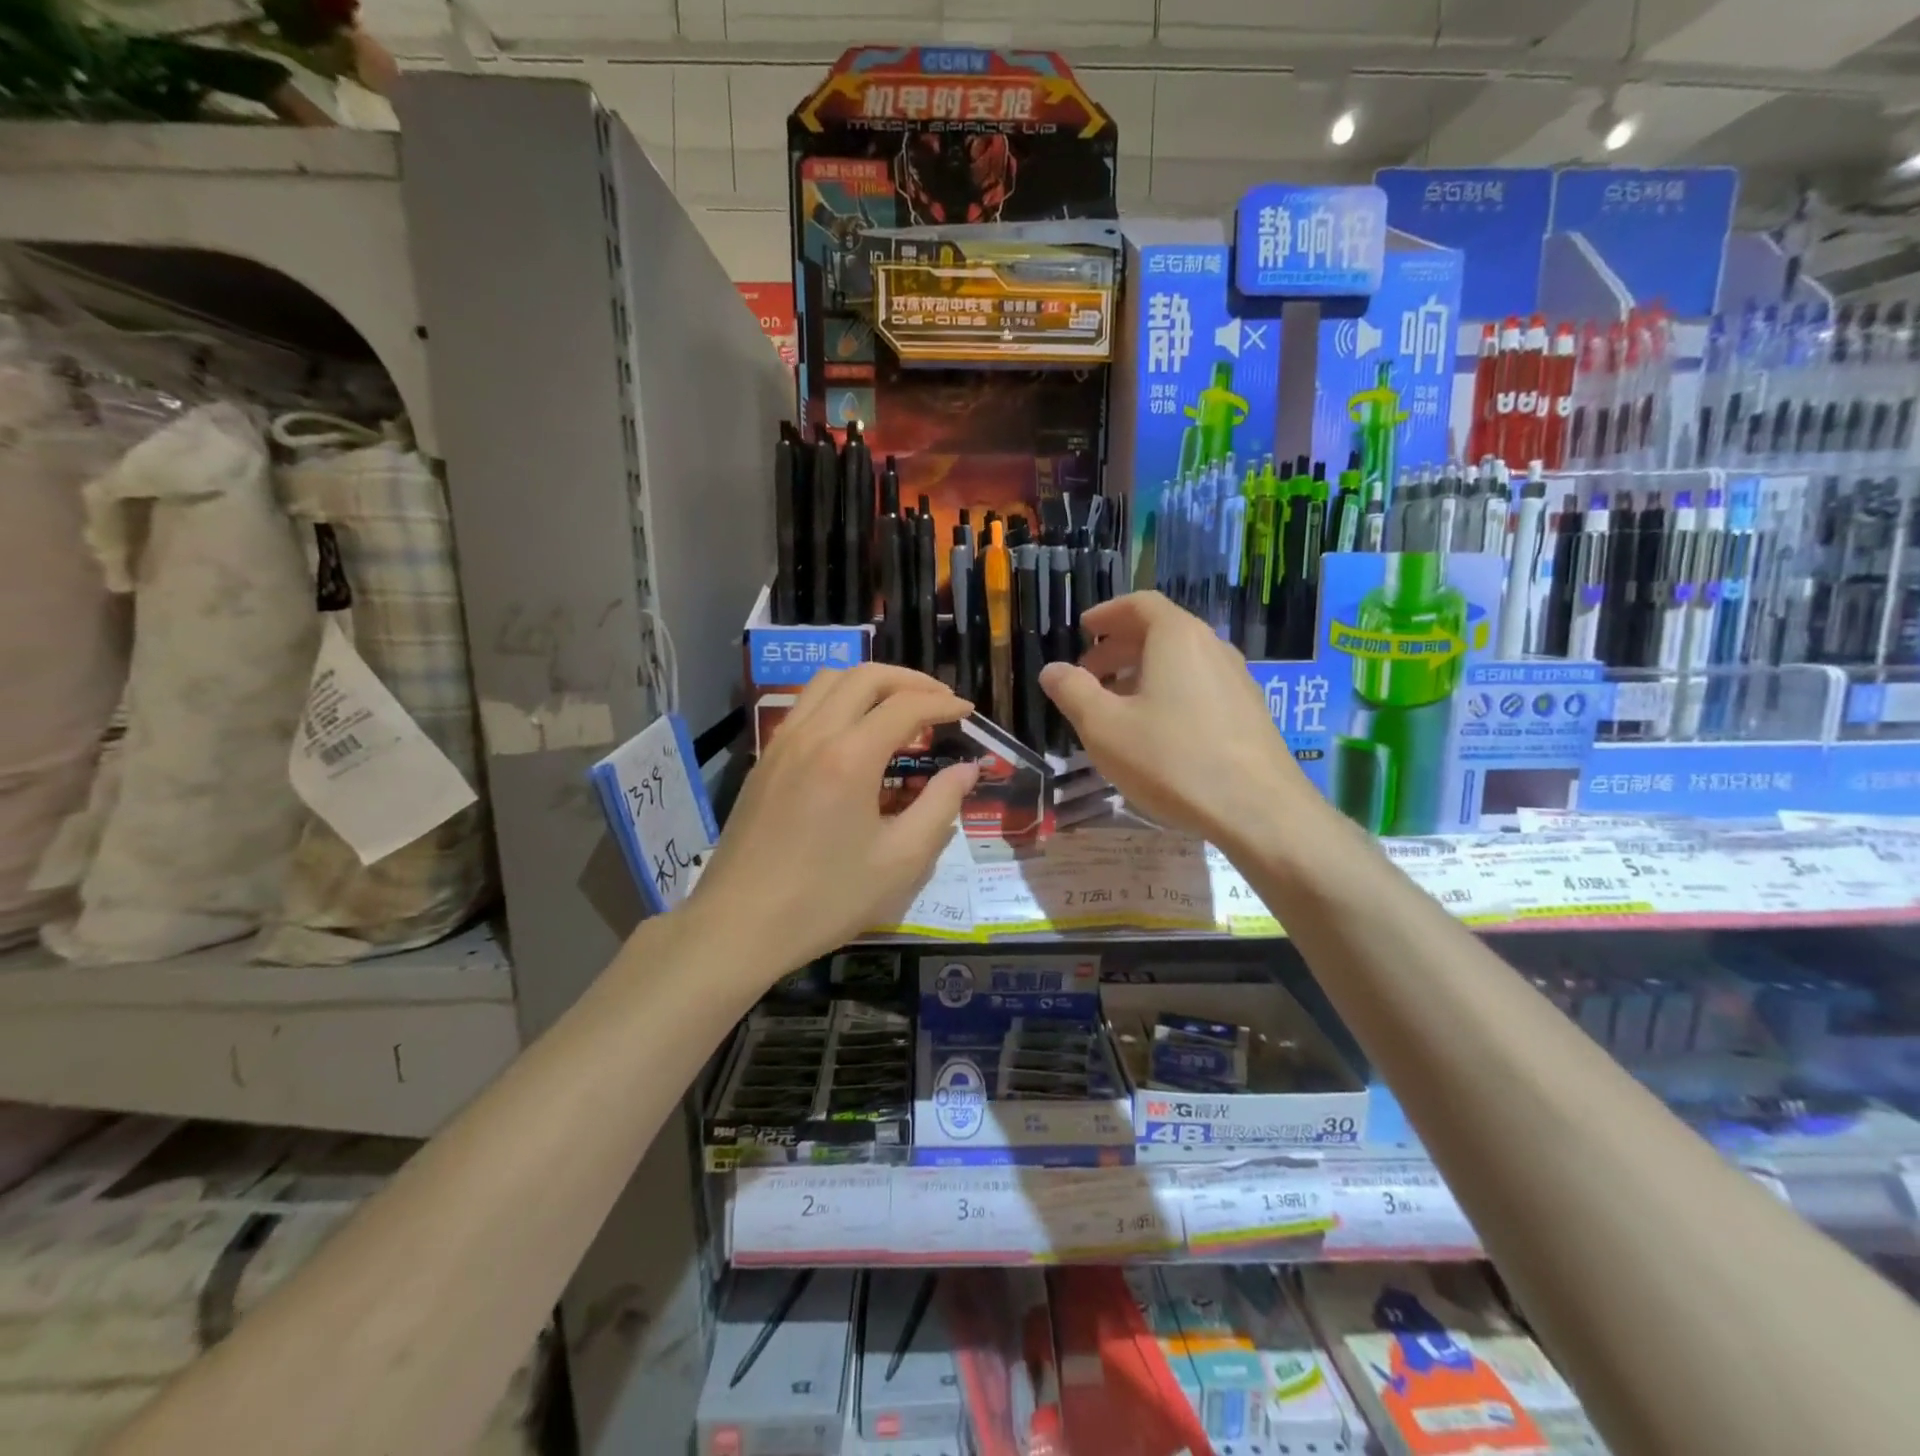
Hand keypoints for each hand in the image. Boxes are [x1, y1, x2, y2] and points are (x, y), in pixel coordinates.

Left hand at [690, 664, 977, 978]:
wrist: (738, 925)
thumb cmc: (825, 899)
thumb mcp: (900, 861)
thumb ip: (940, 807)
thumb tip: (966, 769)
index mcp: (849, 757)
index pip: (904, 706)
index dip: (942, 704)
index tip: (967, 712)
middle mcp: (813, 735)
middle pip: (864, 676)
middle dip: (909, 681)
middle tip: (939, 700)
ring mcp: (781, 743)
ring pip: (828, 681)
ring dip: (870, 683)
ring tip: (899, 707)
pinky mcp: (764, 760)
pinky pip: (805, 706)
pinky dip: (839, 700)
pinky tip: (854, 732)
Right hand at [1040, 591, 1308, 847]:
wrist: (1258, 810)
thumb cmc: (1171, 760)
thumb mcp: (1104, 727)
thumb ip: (1073, 692)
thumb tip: (1052, 669)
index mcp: (1177, 638)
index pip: (1140, 604)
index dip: (1107, 613)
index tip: (1084, 629)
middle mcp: (1212, 647)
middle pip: (1161, 631)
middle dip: (1119, 647)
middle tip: (1089, 674)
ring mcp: (1237, 680)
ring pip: (1181, 662)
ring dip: (1143, 673)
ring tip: (1117, 705)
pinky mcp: (1249, 712)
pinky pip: (1200, 686)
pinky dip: (1169, 692)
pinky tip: (1156, 731)